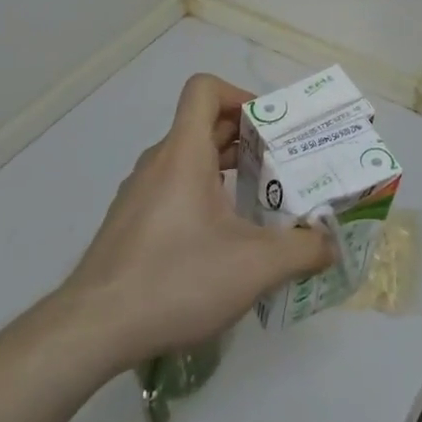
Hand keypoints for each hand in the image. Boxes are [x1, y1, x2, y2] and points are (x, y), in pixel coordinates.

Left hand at [61, 73, 333, 372]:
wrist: (90, 332)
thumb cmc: (175, 279)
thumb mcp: (255, 266)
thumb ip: (303, 250)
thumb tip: (331, 244)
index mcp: (184, 152)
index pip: (205, 89)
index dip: (240, 95)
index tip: (269, 128)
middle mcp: (158, 162)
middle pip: (203, 125)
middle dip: (246, 138)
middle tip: (282, 166)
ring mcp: (138, 194)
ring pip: (188, 160)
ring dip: (224, 169)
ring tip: (258, 202)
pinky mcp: (129, 225)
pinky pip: (172, 189)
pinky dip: (202, 196)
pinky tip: (220, 242)